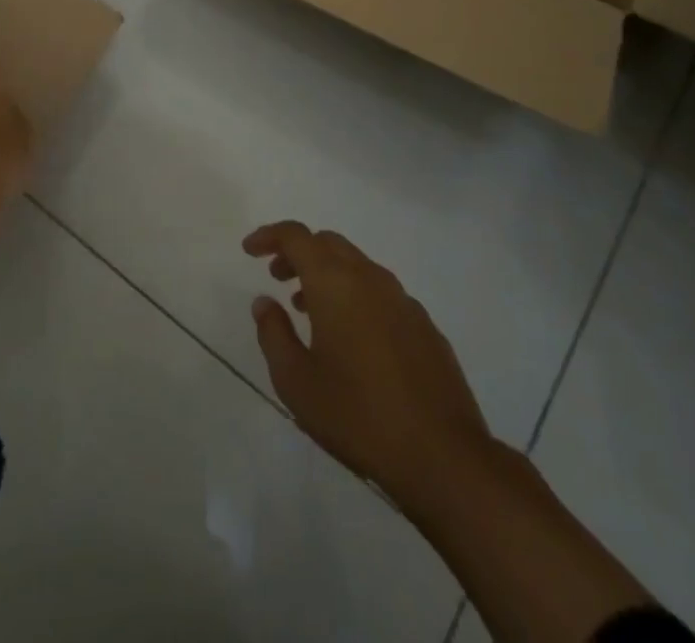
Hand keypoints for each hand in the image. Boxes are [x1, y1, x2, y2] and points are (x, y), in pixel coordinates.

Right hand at [243, 221, 492, 502]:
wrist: (444, 457)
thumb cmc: (358, 416)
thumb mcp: (296, 382)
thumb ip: (273, 334)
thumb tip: (265, 303)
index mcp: (334, 282)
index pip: (296, 236)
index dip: (269, 236)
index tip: (250, 250)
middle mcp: (370, 278)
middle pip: (327, 243)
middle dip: (298, 252)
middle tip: (277, 277)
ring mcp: (403, 301)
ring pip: (356, 266)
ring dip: (327, 275)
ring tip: (309, 309)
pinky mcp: (425, 327)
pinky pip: (381, 293)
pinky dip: (356, 296)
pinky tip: (352, 338)